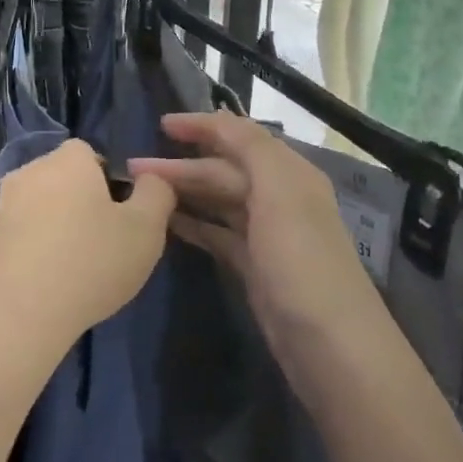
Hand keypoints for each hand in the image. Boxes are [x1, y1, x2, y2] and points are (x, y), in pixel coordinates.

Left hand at [0, 139, 174, 353]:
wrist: (13, 313)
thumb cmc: (90, 261)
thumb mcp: (146, 229)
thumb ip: (157, 194)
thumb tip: (151, 178)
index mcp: (68, 160)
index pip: (90, 154)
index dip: (109, 181)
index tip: (121, 217)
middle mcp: (30, 172)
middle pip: (64, 181)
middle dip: (82, 206)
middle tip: (104, 246)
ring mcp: (1, 207)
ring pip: (41, 211)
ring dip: (58, 232)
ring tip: (76, 273)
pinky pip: (20, 239)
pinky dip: (35, 255)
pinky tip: (48, 288)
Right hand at [129, 111, 378, 338]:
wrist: (329, 344)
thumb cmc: (301, 260)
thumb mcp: (279, 191)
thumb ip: (249, 147)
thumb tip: (217, 118)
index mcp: (289, 173)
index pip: (239, 137)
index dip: (202, 126)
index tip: (160, 124)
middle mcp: (279, 197)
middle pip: (223, 170)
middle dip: (181, 165)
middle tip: (133, 167)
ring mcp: (266, 234)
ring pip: (218, 201)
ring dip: (183, 192)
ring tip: (142, 192)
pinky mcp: (254, 266)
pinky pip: (217, 233)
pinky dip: (193, 224)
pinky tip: (166, 223)